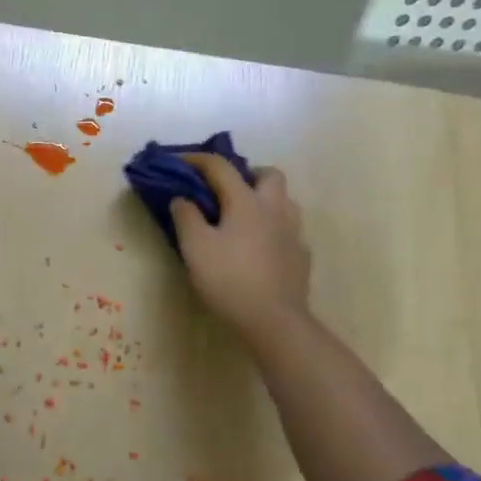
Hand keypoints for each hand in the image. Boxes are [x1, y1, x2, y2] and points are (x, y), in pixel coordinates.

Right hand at [172, 155, 311, 344]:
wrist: (274, 321)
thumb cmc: (229, 279)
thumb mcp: (195, 247)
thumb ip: (186, 217)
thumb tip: (182, 198)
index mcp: (246, 201)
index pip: (221, 167)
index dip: (198, 160)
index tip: (179, 161)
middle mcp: (275, 209)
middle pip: (268, 174)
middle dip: (247, 174)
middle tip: (226, 190)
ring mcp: (293, 232)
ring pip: (284, 201)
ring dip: (264, 200)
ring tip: (243, 219)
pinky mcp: (301, 256)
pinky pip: (288, 230)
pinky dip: (272, 230)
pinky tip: (259, 249)